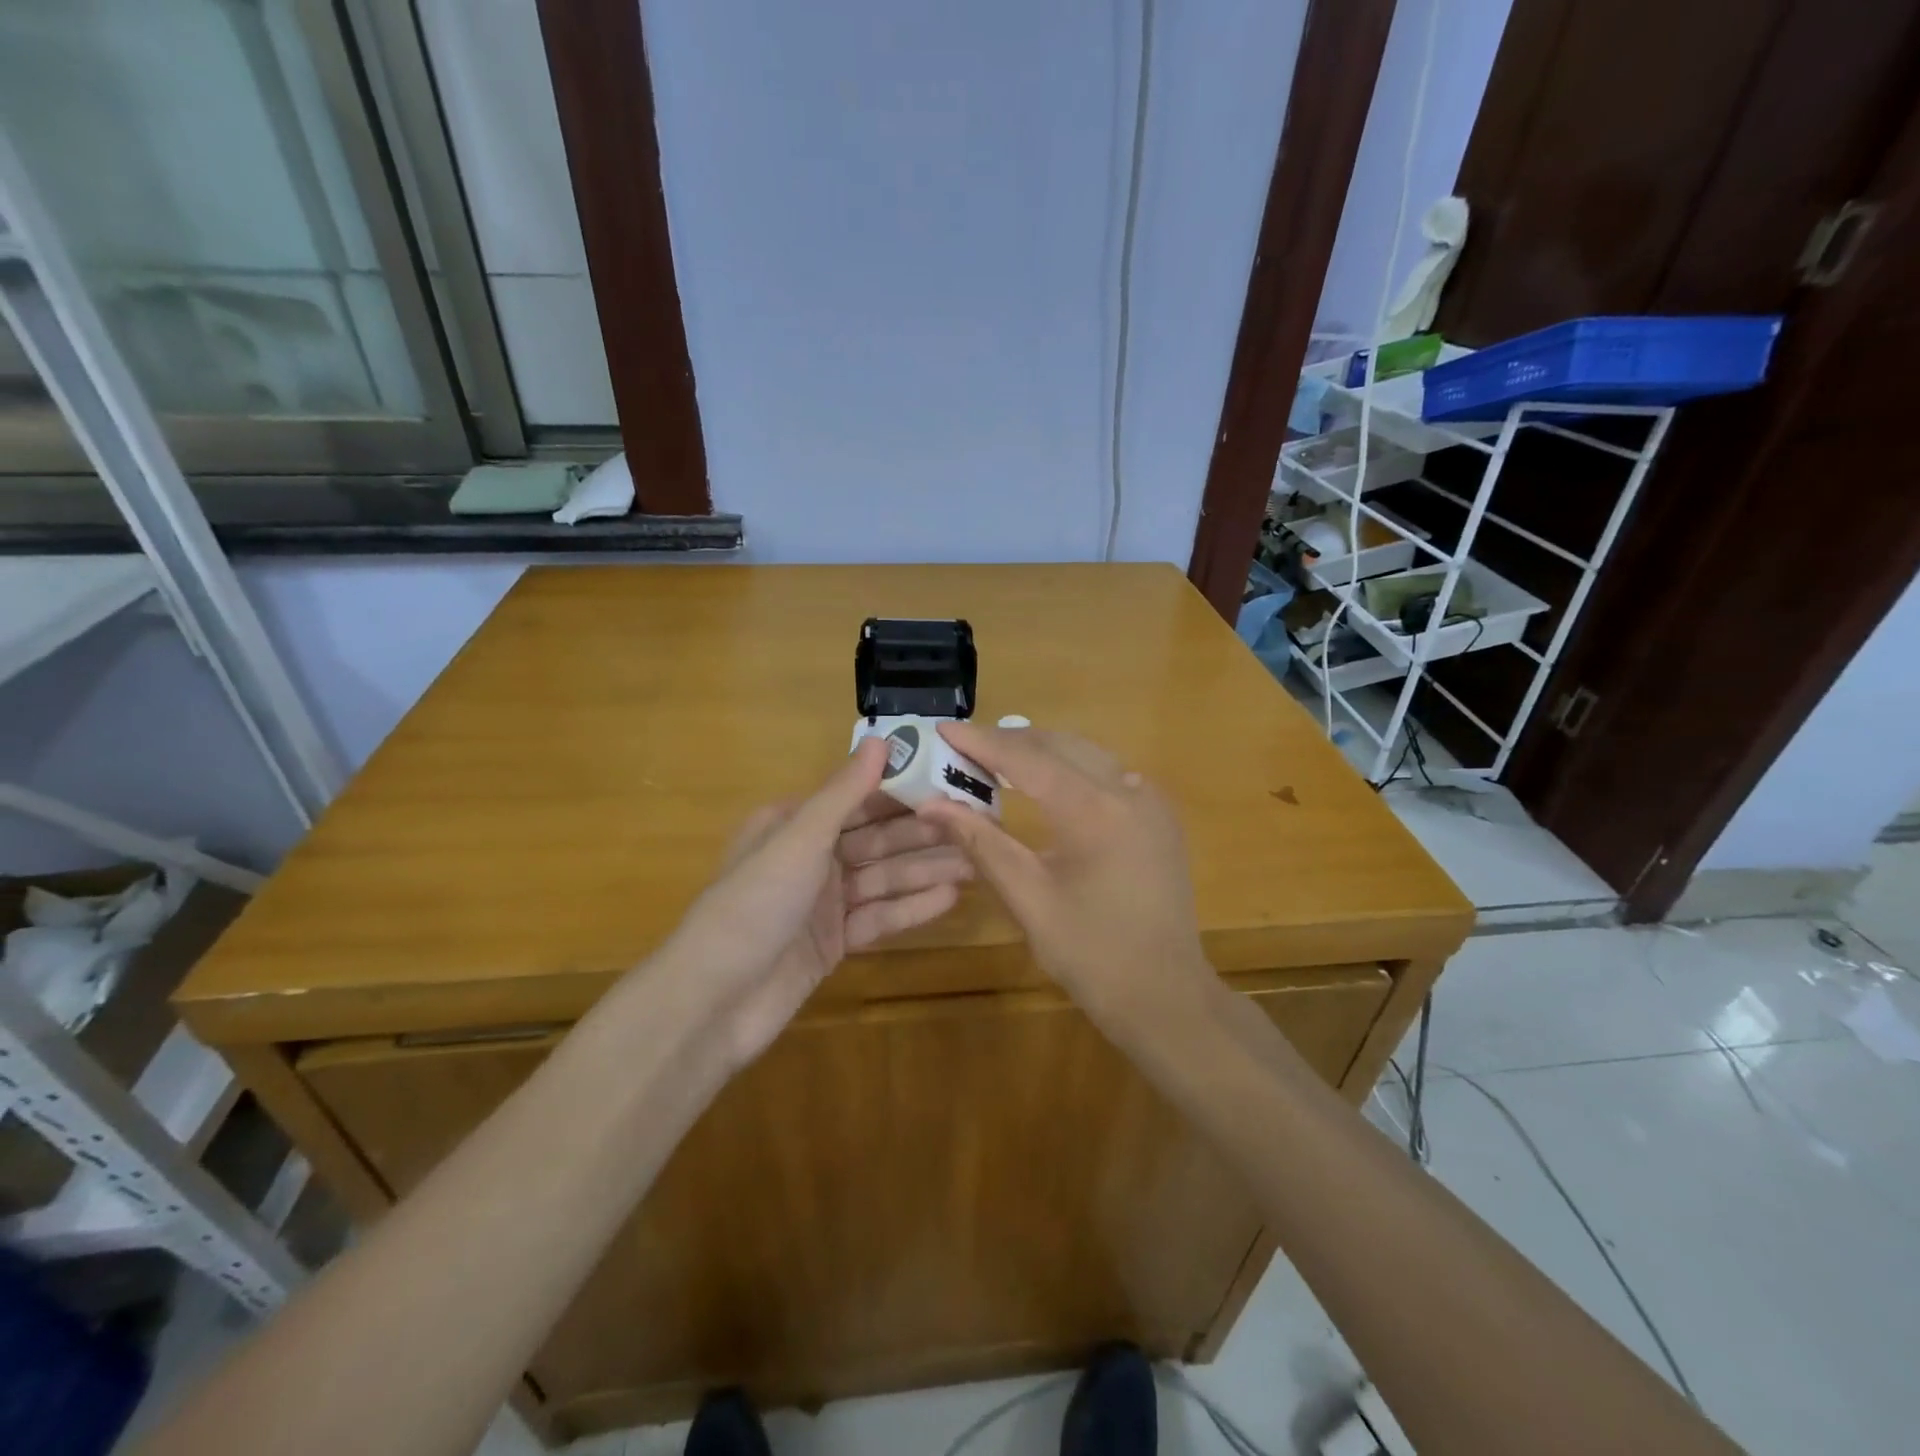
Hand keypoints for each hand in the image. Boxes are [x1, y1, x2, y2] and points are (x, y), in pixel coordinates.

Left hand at [662, 738, 971, 1068]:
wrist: (714, 1002)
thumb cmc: (753, 904)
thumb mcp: (799, 840)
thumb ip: (843, 794)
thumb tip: (881, 740)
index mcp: (792, 824)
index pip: (858, 799)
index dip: (904, 792)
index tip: (951, 785)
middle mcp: (808, 858)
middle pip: (875, 840)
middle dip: (922, 835)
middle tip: (975, 828)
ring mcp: (821, 903)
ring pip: (881, 879)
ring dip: (924, 871)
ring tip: (974, 863)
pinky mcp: (832, 943)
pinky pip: (877, 918)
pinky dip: (909, 909)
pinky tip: (949, 899)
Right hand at [917, 723, 1213, 1030]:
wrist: (1166, 996)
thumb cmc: (1092, 955)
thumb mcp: (1028, 899)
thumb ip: (981, 843)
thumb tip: (931, 805)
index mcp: (1094, 810)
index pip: (1026, 758)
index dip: (981, 742)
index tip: (943, 729)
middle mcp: (1127, 789)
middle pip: (1057, 745)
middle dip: (1007, 741)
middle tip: (962, 747)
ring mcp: (1150, 800)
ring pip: (1085, 754)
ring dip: (1039, 751)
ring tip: (994, 759)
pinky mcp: (1159, 816)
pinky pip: (1108, 773)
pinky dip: (1070, 768)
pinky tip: (1046, 782)